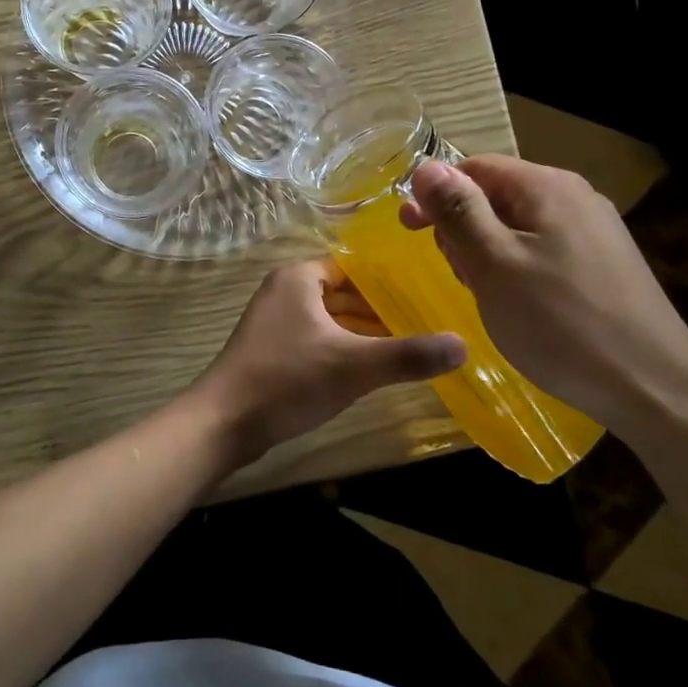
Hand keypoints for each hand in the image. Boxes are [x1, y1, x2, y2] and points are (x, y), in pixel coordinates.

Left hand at [189, 260, 466, 466]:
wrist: (224, 421)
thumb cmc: (287, 379)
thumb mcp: (353, 365)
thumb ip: (407, 354)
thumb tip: (463, 344)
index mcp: (299, 277)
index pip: (353, 265)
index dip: (389, 277)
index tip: (427, 290)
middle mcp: (285, 290)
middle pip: (343, 291)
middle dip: (380, 306)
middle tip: (426, 319)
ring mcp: (275, 321)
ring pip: (330, 317)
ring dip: (363, 330)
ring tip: (408, 343)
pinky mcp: (272, 349)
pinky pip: (317, 337)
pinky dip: (343, 346)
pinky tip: (370, 368)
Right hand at [400, 156, 687, 442]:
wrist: (658, 392)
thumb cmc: (562, 324)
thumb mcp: (494, 265)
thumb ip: (458, 211)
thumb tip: (426, 166)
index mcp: (547, 187)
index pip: (474, 167)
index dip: (436, 195)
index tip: (409, 231)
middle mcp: (575, 198)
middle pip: (496, 195)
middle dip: (463, 228)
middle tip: (458, 274)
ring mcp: (596, 233)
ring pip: (518, 226)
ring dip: (488, 253)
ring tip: (487, 295)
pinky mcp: (605, 266)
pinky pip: (543, 251)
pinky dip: (517, 269)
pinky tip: (520, 307)